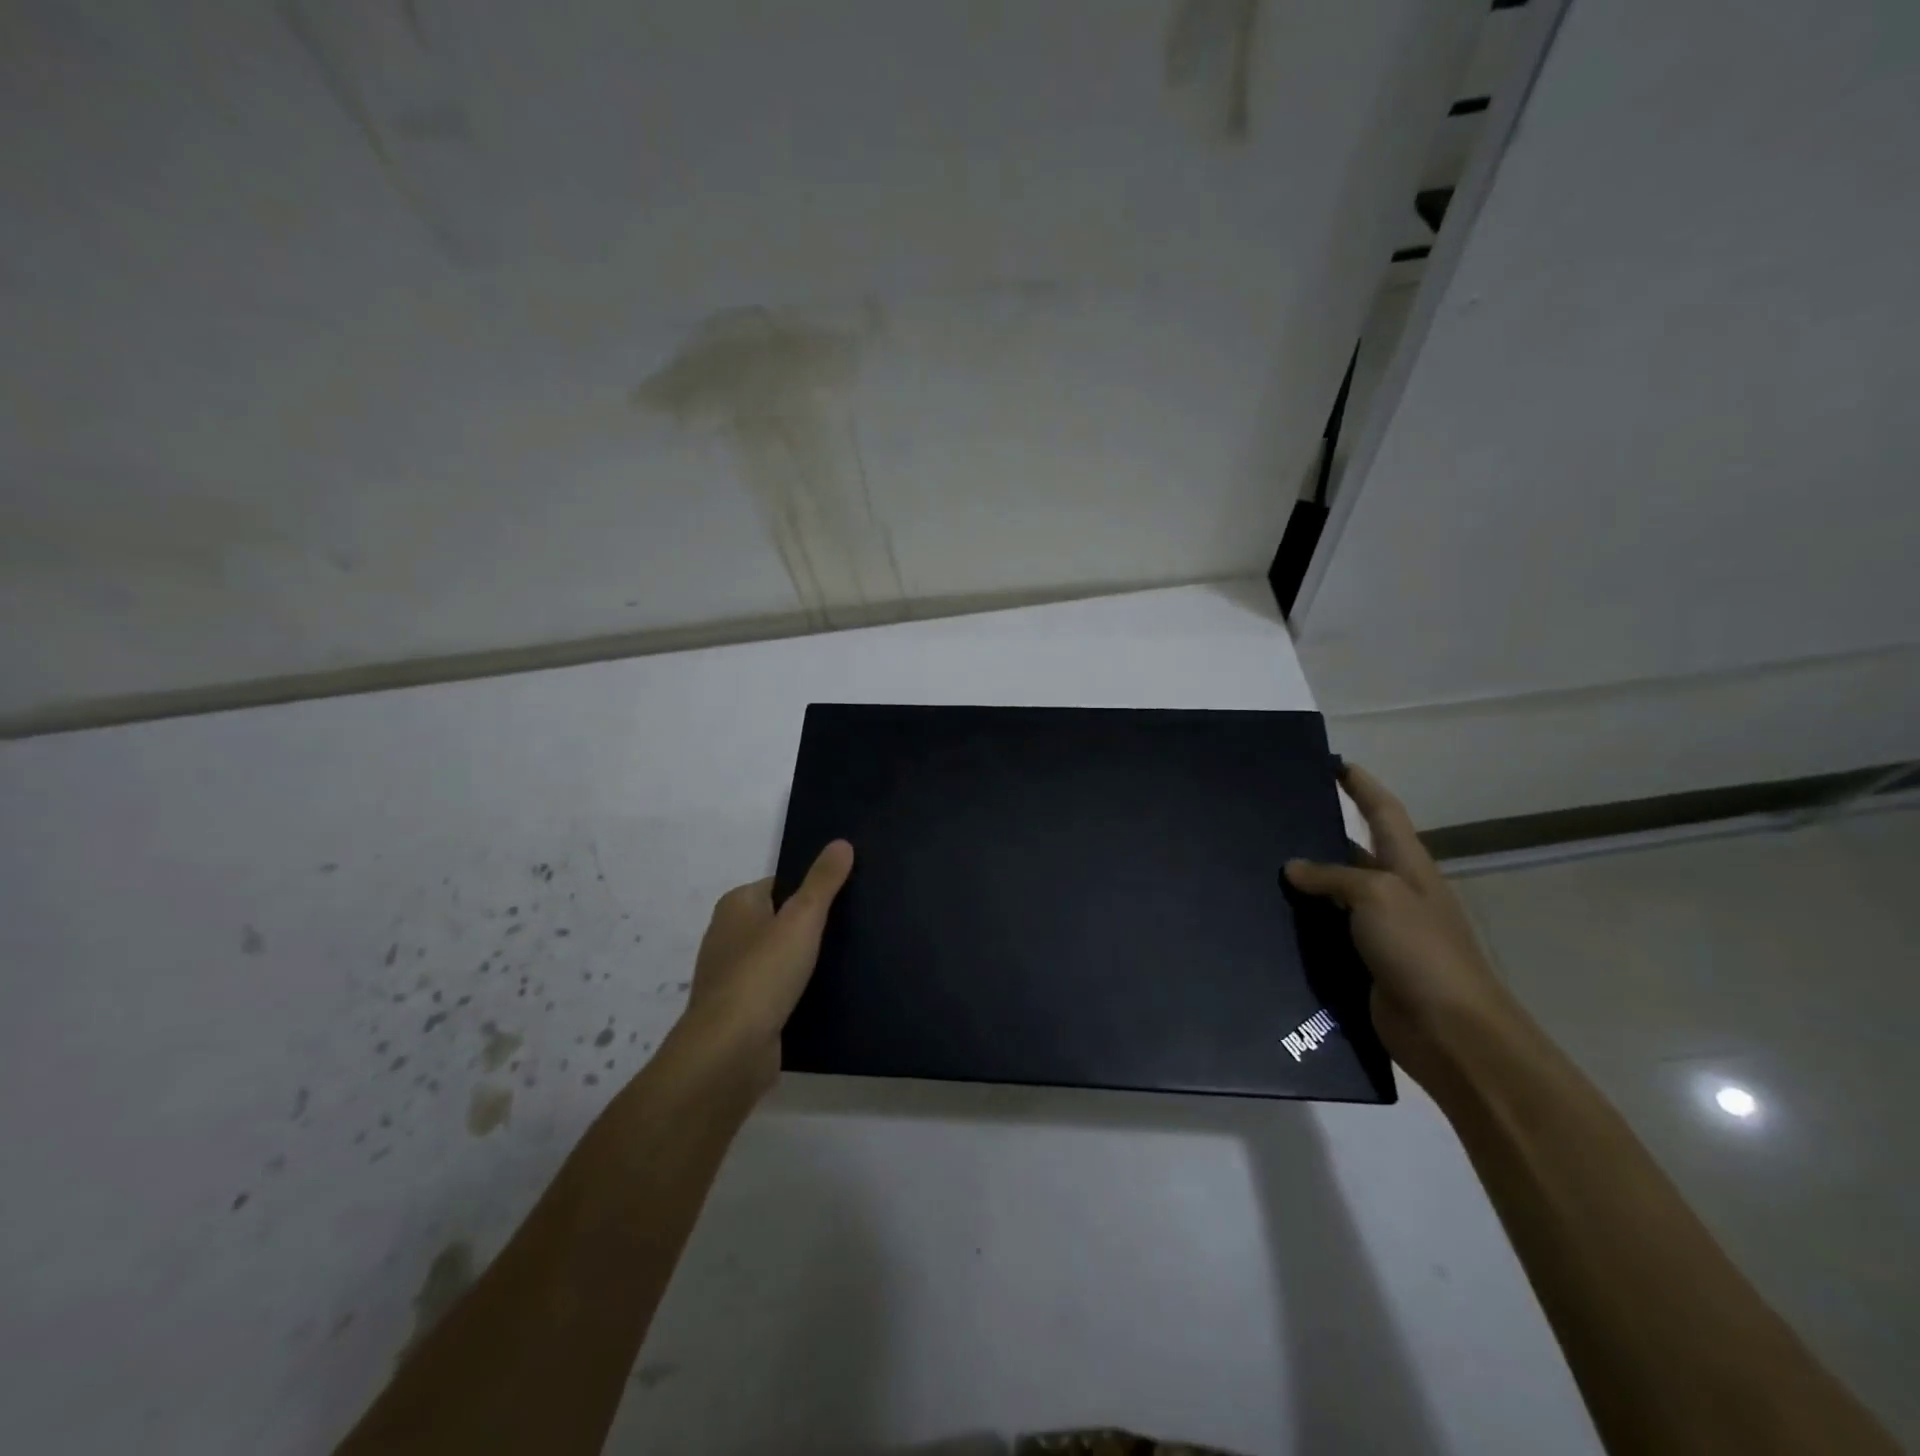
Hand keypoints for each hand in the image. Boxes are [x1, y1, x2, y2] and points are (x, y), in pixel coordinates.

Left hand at [675, 840, 854, 1093]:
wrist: (729, 1052)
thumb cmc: (763, 974)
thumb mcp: (802, 918)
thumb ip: (823, 881)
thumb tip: (841, 842)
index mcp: (736, 905)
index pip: (781, 883)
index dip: (812, 887)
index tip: (847, 894)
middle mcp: (728, 936)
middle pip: (780, 919)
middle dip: (810, 924)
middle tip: (855, 924)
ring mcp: (732, 976)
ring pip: (779, 957)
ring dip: (805, 960)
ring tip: (848, 958)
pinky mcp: (742, 1011)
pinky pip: (777, 990)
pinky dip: (797, 990)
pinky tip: (827, 993)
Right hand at [1285, 765, 1526, 1091]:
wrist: (1451, 1032)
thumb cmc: (1421, 951)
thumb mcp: (1377, 896)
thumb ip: (1333, 877)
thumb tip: (1293, 867)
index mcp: (1407, 866)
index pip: (1383, 812)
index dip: (1361, 786)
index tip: (1335, 764)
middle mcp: (1394, 892)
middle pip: (1353, 852)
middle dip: (1318, 834)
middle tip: (1271, 821)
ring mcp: (1379, 931)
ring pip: (1333, 896)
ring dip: (1303, 884)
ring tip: (1256, 869)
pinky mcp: (1363, 964)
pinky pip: (1326, 934)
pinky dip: (1301, 926)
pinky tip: (1268, 921)